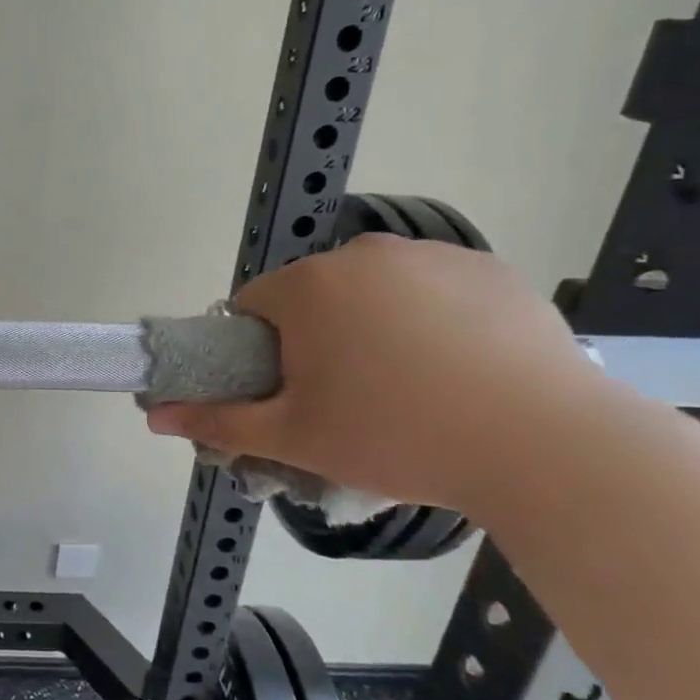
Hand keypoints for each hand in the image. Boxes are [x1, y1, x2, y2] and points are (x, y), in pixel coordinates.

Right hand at [145, 235, 604, 514]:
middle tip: (348, 398)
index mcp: (308, 288)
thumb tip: (153, 415)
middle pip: (312, 294)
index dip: (259, 351)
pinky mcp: (489, 268)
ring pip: (371, 289)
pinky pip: (431, 287)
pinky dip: (429, 317)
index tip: (290, 391)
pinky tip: (459, 367)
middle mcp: (363, 253)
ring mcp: (432, 255)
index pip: (252, 306)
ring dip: (370, 325)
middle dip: (315, 338)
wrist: (546, 447)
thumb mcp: (295, 438)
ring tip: (410, 386)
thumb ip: (217, 421)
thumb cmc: (398, 438)